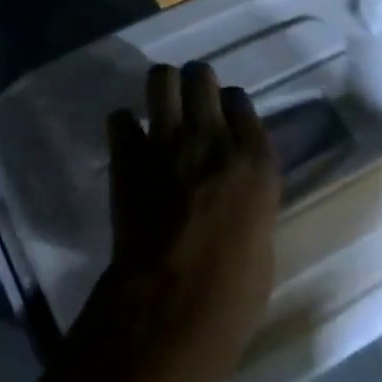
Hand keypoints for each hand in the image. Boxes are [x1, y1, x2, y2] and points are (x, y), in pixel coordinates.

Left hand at [61, 62, 277, 381]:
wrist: (173, 305)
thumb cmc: (233, 292)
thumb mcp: (261, 239)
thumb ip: (248, 196)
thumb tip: (233, 185)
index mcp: (254, 162)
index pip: (241, 101)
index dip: (229, 104)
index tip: (223, 114)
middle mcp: (211, 139)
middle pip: (201, 77)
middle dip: (195, 80)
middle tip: (190, 96)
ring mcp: (166, 142)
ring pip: (160, 80)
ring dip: (160, 87)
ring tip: (160, 102)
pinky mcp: (127, 155)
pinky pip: (120, 119)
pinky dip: (123, 126)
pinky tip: (127, 141)